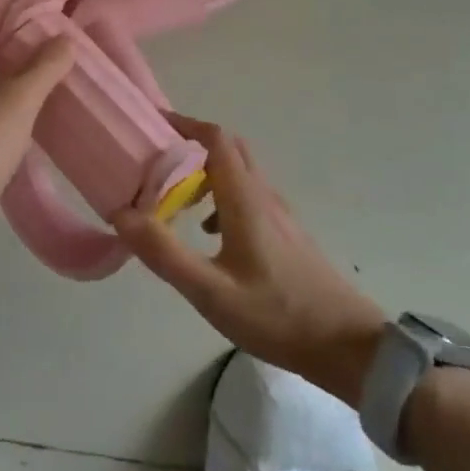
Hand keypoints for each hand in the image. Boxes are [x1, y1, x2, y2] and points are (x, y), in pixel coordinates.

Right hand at [115, 113, 386, 406]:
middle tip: (159, 158)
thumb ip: (164, 253)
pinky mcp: (288, 236)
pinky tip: (210, 235)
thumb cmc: (277, 315)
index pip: (216, 139)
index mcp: (245, 200)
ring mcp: (281, 216)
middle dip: (194, 144)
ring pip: (241, 175)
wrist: (348, 347)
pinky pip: (250, 198)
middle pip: (230, 150)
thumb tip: (121, 213)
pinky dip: (223, 199)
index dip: (185, 124)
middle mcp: (265, 197)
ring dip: (207, 174)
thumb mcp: (211, 292)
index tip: (154, 123)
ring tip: (175, 199)